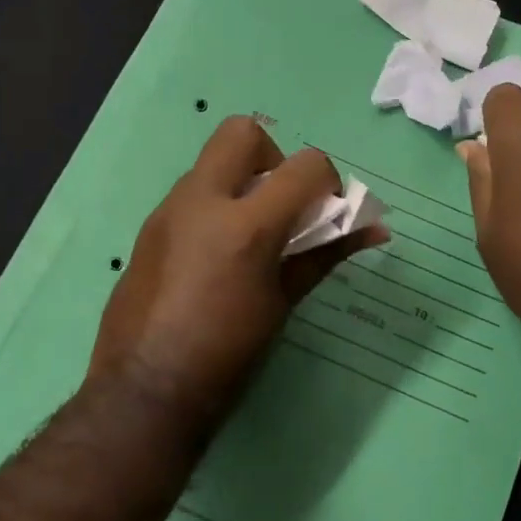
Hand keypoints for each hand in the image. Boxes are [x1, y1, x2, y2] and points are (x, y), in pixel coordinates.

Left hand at [90, 117, 387, 423]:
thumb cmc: (227, 354)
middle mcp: (201, 201)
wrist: (146, 389)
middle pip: (243, 132)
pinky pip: (190, 193)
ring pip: (212, 162)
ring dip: (241, 182)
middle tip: (280, 205)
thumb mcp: (284, 303)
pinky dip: (215, 205)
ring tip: (250, 236)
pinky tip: (216, 256)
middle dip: (273, 159)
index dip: (329, 182)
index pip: (306, 165)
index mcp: (246, 226)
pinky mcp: (148, 227)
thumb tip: (374, 231)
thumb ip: (325, 255)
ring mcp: (168, 211)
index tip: (326, 214)